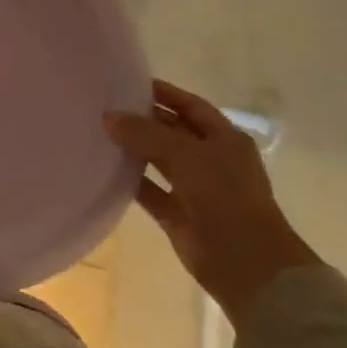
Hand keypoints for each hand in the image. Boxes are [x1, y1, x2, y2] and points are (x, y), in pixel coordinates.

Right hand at [105, 80, 319, 320]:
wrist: (248, 265)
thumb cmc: (225, 196)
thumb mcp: (185, 155)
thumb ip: (145, 133)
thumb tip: (108, 117)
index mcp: (224, 139)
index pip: (189, 105)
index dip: (163, 93)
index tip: (128, 82)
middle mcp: (211, 160)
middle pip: (172, 131)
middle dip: (143, 119)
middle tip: (104, 106)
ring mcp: (195, 188)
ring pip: (158, 160)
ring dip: (134, 149)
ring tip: (98, 132)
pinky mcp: (178, 215)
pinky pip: (150, 190)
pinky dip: (130, 180)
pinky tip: (104, 168)